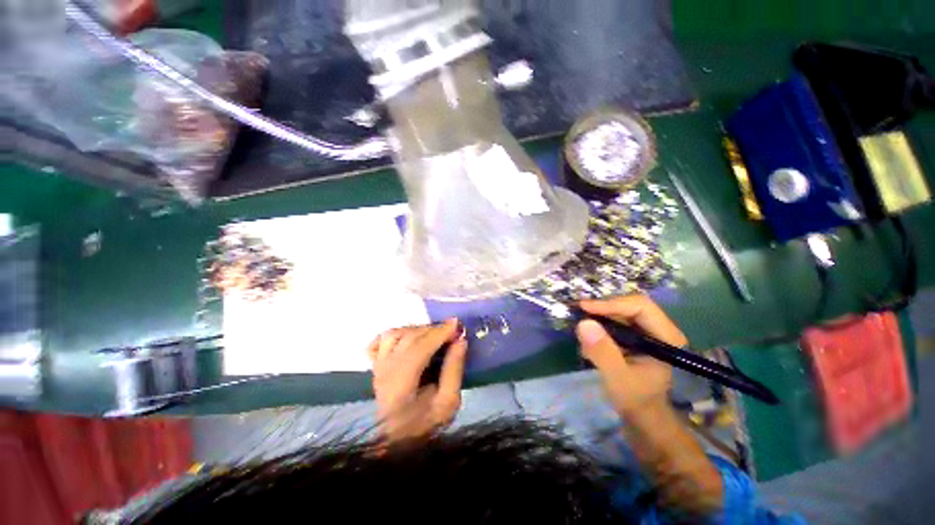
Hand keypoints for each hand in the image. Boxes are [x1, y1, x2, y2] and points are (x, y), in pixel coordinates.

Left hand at [367, 319, 466, 440]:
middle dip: (432, 329)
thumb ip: (454, 370)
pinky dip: (395, 334)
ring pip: (393, 335)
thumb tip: (460, 340)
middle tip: (452, 329)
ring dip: (416, 329)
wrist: (400, 442)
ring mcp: (378, 368)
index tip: (456, 324)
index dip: (438, 333)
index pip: (418, 350)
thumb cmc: (426, 425)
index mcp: (400, 387)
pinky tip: (409, 337)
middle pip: (407, 338)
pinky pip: (379, 341)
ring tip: (434, 334)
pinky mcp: (376, 366)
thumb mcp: (448, 403)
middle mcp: (384, 373)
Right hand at [575, 294, 687, 418]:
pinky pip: (613, 320)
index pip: (639, 307)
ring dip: (598, 317)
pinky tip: (589, 341)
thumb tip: (584, 323)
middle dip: (602, 309)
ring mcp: (645, 332)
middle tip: (579, 314)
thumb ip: (603, 352)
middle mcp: (657, 329)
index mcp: (665, 337)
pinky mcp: (633, 336)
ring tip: (582, 330)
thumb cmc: (635, 401)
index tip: (584, 309)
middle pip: (628, 305)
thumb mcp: (617, 379)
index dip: (611, 304)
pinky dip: (598, 326)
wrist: (641, 417)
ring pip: (619, 311)